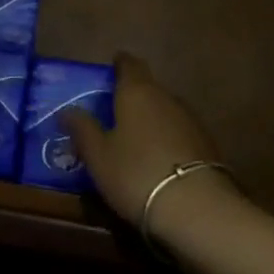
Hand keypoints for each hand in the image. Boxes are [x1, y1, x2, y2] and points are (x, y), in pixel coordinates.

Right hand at [61, 53, 236, 248]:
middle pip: (147, 88)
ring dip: (150, 120)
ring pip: (164, 111)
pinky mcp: (207, 146)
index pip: (129, 64)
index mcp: (137, 91)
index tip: (110, 69)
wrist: (198, 210)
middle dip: (132, 97)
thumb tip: (66, 110)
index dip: (119, 64)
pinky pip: (179, 134)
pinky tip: (158, 161)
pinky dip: (167, 140)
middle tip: (114, 114)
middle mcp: (165, 97)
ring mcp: (190, 121)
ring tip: (134, 141)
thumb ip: (82, 128)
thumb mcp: (98, 155)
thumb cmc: (136, 173)